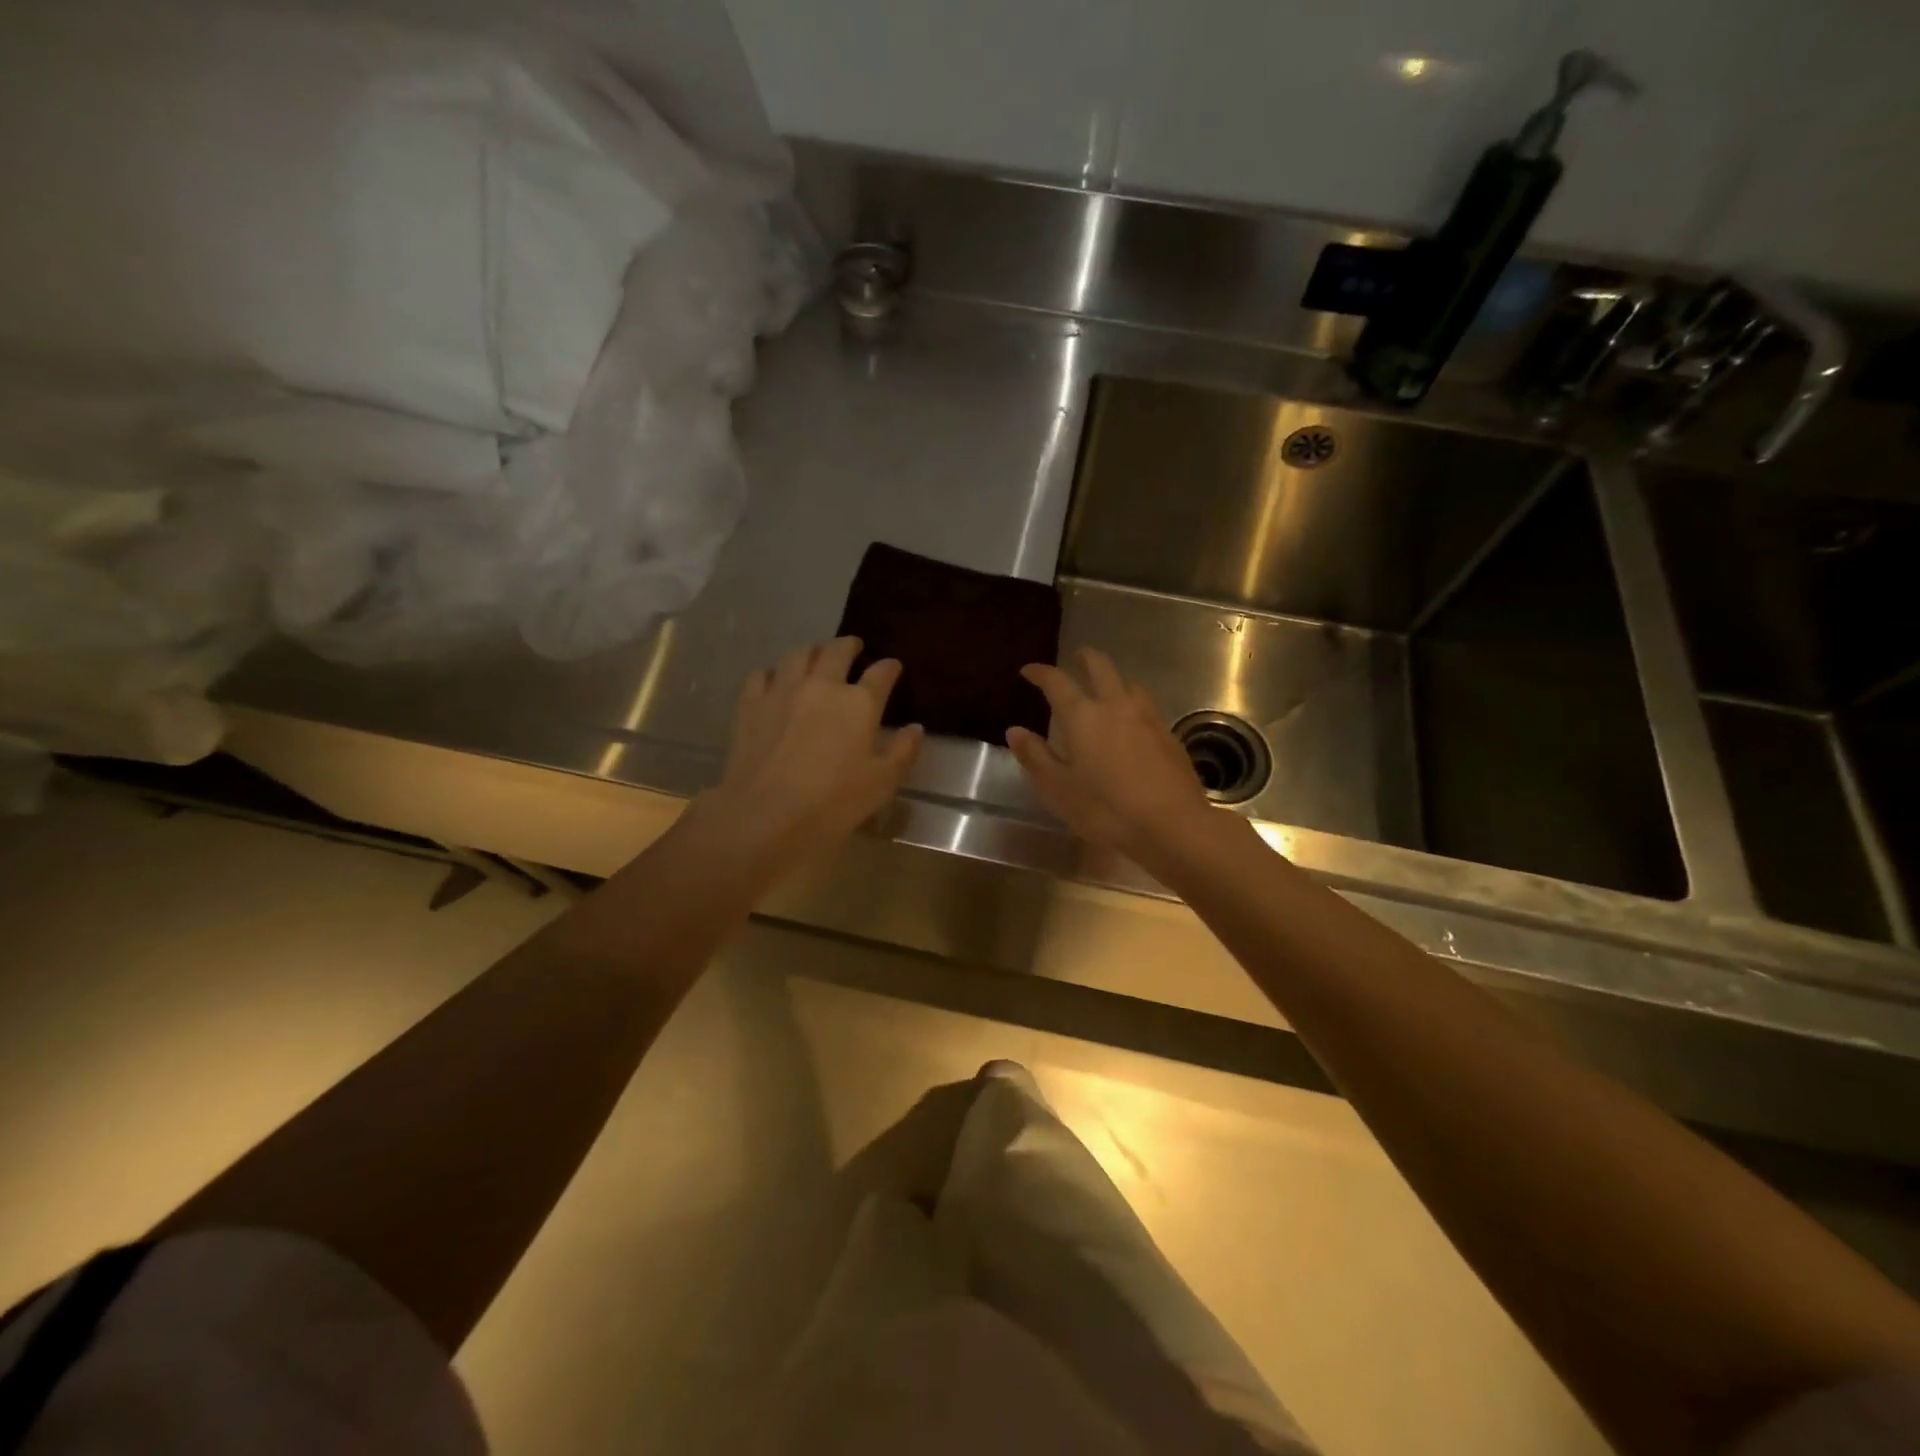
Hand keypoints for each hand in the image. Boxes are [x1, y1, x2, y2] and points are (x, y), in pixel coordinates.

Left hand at [696, 636, 922, 880]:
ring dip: (812, 652)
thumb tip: (916, 728)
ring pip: (798, 654)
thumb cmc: (833, 802)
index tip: (892, 667)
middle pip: (837, 651)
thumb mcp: (882, 783)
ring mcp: (783, 690)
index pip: (881, 673)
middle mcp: (822, 685)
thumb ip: (903, 752)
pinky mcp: (751, 704)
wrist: (766, 814)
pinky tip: (775, 681)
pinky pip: (762, 674)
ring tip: (816, 656)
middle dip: (849, 646)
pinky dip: (774, 673)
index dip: (889, 668)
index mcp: (859, 703)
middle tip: (854, 648)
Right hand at [1006, 647, 1217, 866]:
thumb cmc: (1107, 810)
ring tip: (1104, 688)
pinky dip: (1131, 700)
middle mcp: (1116, 706)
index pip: (1057, 682)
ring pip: (1128, 682)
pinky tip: (1131, 720)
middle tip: (1074, 659)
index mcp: (1083, 716)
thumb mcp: (1059, 790)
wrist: (1174, 826)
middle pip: (1101, 667)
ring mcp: (1147, 717)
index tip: (1029, 671)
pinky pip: (1146, 704)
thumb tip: (1015, 731)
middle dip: (1084, 658)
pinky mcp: (1169, 734)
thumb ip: (1036, 757)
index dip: (1041, 672)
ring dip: (1112, 677)